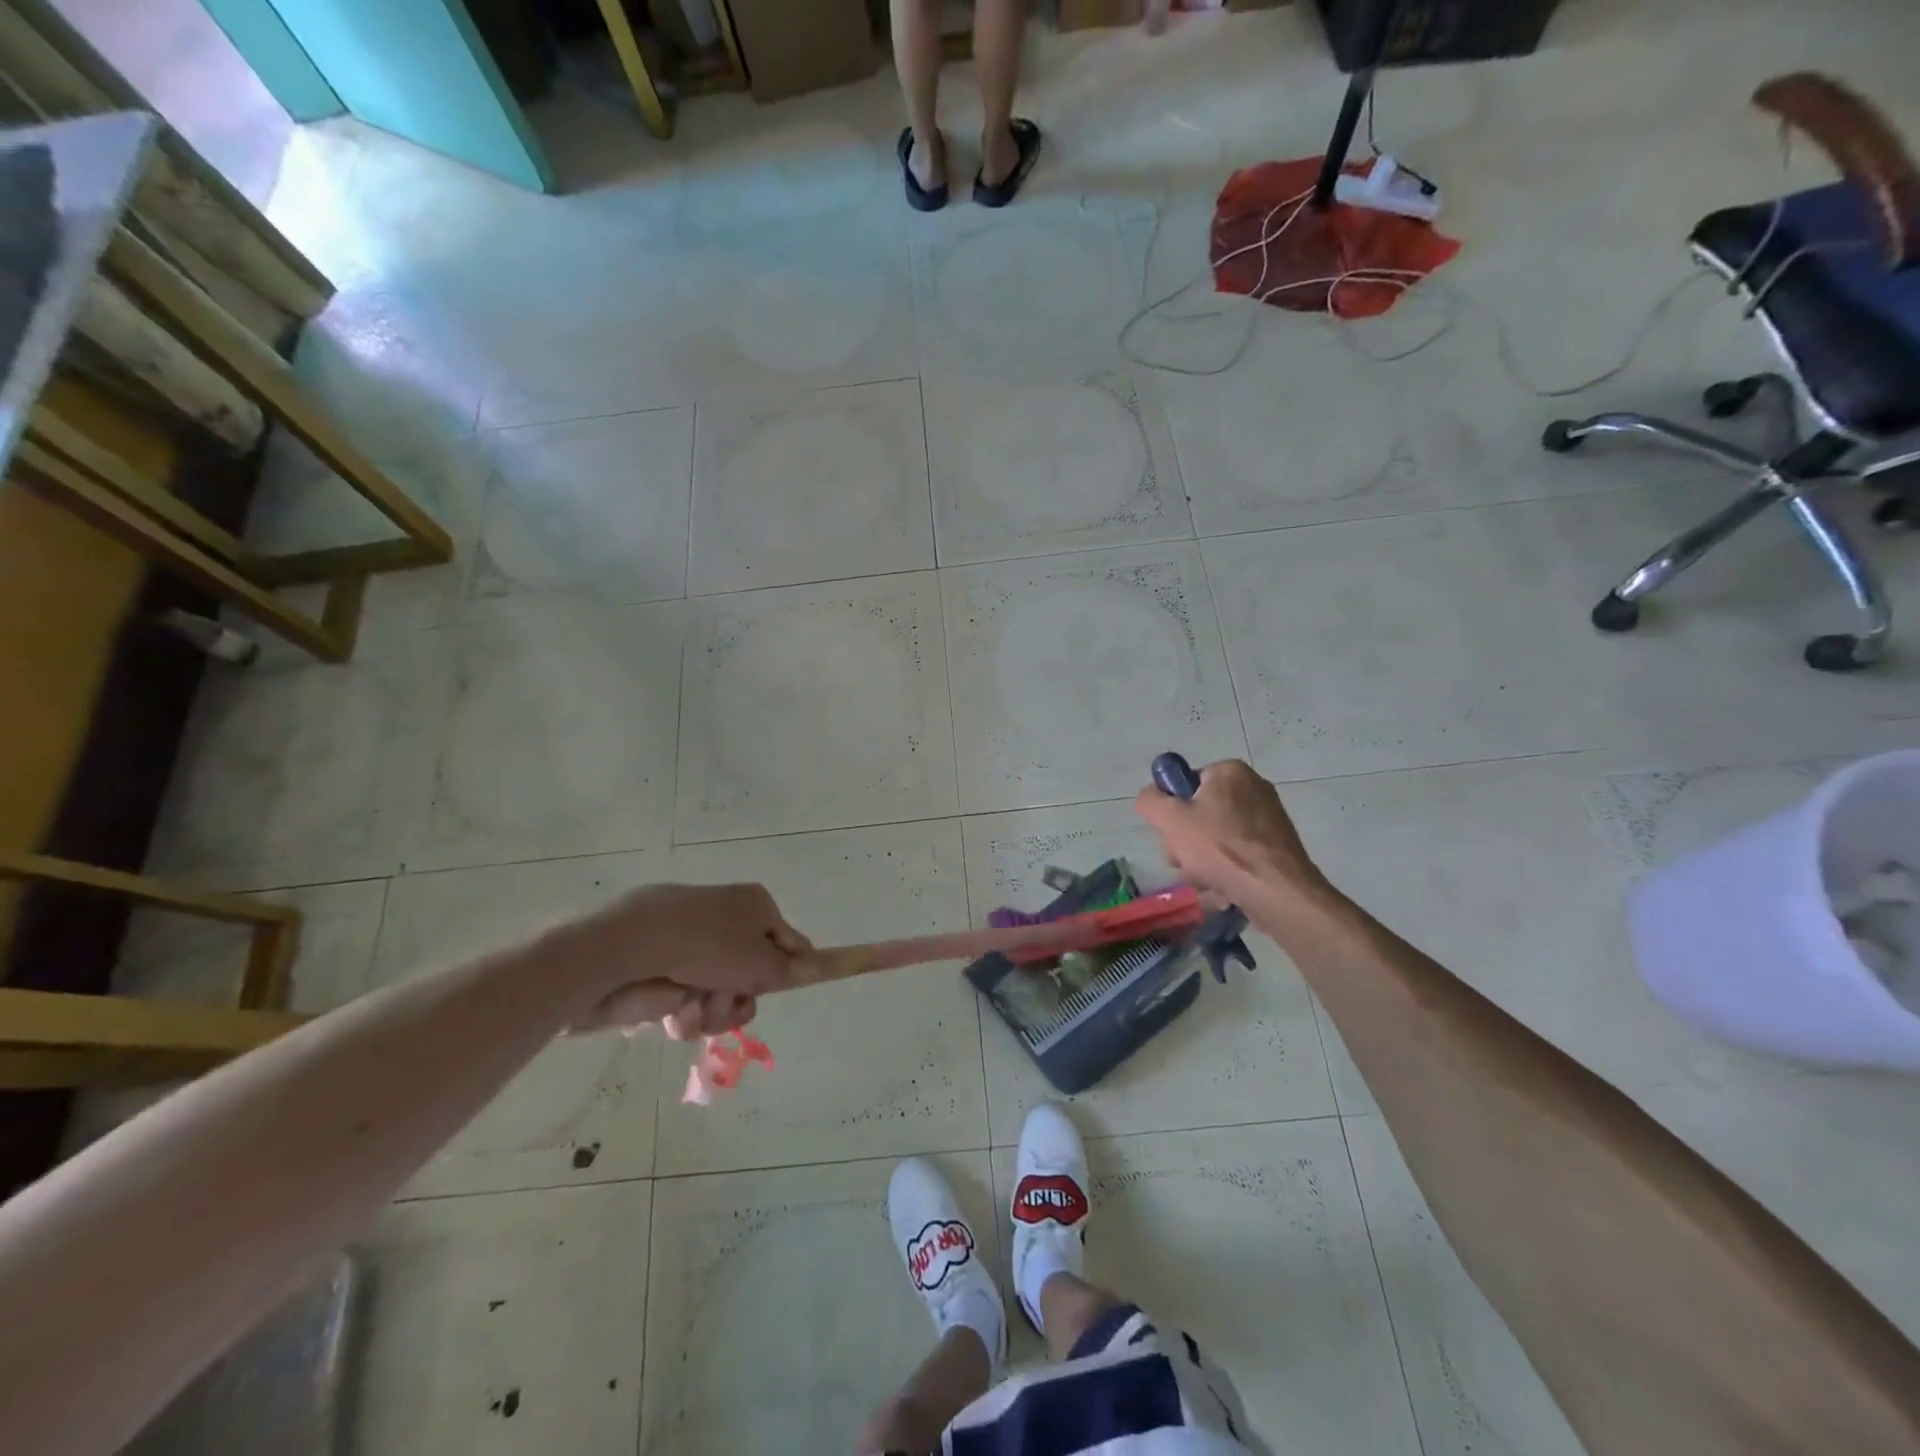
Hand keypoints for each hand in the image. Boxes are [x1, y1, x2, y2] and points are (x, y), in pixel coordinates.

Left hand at [551, 883, 812, 1034]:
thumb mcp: (764, 963)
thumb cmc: (708, 946)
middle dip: (739, 1000)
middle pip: (750, 975)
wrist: (628, 947)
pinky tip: (672, 1013)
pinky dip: (682, 1013)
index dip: (785, 972)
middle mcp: (724, 919)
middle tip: (727, 1003)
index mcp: (754, 905)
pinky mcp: (659, 967)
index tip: (774, 992)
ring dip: (711, 1012)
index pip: (788, 942)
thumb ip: (795, 969)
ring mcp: (690, 943)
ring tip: (692, 1009)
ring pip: (717, 994)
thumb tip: (826, 961)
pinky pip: (684, 1000)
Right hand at [1133, 760, 1327, 901]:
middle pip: (1200, 813)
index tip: (1172, 834)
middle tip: (1186, 862)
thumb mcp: (1171, 820)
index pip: (1185, 784)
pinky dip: (1227, 870)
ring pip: (1217, 838)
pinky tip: (1224, 888)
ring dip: (1203, 861)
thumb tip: (1150, 797)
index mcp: (1230, 772)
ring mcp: (1269, 818)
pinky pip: (1239, 854)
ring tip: (1206, 880)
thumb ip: (1150, 801)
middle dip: (1186, 842)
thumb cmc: (1220, 848)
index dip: (1173, 810)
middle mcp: (1253, 787)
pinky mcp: (1277, 846)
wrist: (1277, 891)